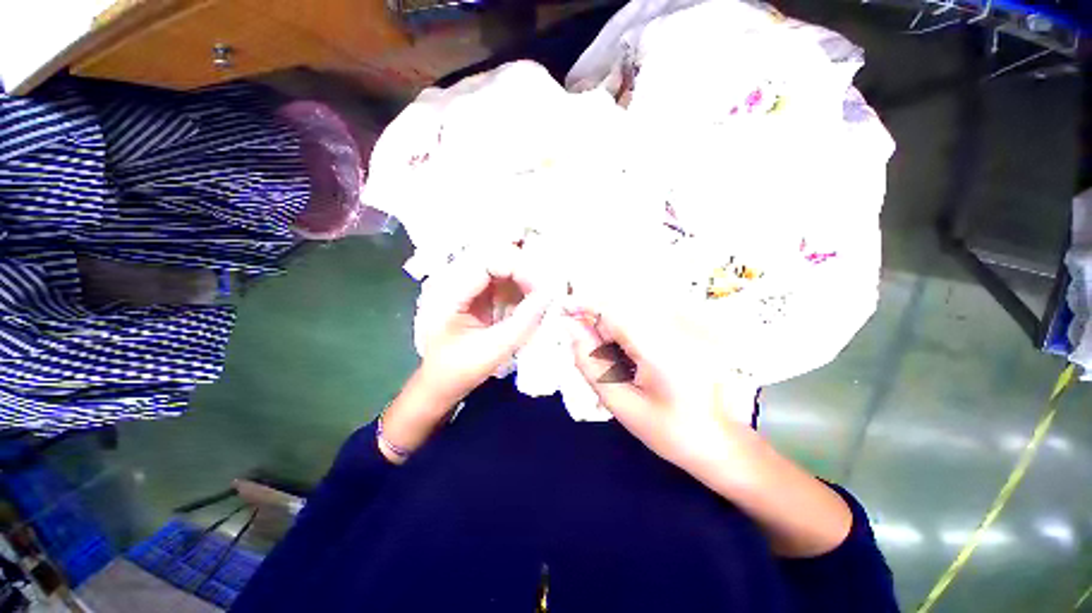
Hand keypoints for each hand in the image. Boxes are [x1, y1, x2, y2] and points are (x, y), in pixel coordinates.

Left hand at [379, 245, 552, 464]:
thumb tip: (550, 295)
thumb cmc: (460, 370)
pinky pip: (506, 281)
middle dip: (527, 271)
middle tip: (548, 290)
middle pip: (497, 258)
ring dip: (527, 278)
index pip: (487, 262)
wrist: (441, 383)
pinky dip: (524, 288)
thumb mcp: (494, 350)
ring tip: (545, 296)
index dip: (519, 268)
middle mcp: (456, 280)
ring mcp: (468, 285)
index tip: (543, 288)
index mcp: (448, 293)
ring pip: (504, 266)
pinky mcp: (480, 293)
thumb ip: (523, 322)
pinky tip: (534, 300)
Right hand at [564, 300, 754, 475]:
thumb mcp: (624, 405)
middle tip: (590, 352)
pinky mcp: (690, 330)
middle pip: (622, 308)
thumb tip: (571, 331)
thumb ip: (592, 366)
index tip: (563, 309)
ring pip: (634, 313)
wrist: (729, 445)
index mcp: (660, 347)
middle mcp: (675, 327)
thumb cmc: (675, 433)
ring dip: (614, 330)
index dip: (585, 304)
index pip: (613, 309)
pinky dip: (630, 335)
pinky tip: (635, 362)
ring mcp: (686, 326)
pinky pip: (648, 321)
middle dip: (598, 323)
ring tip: (618, 366)